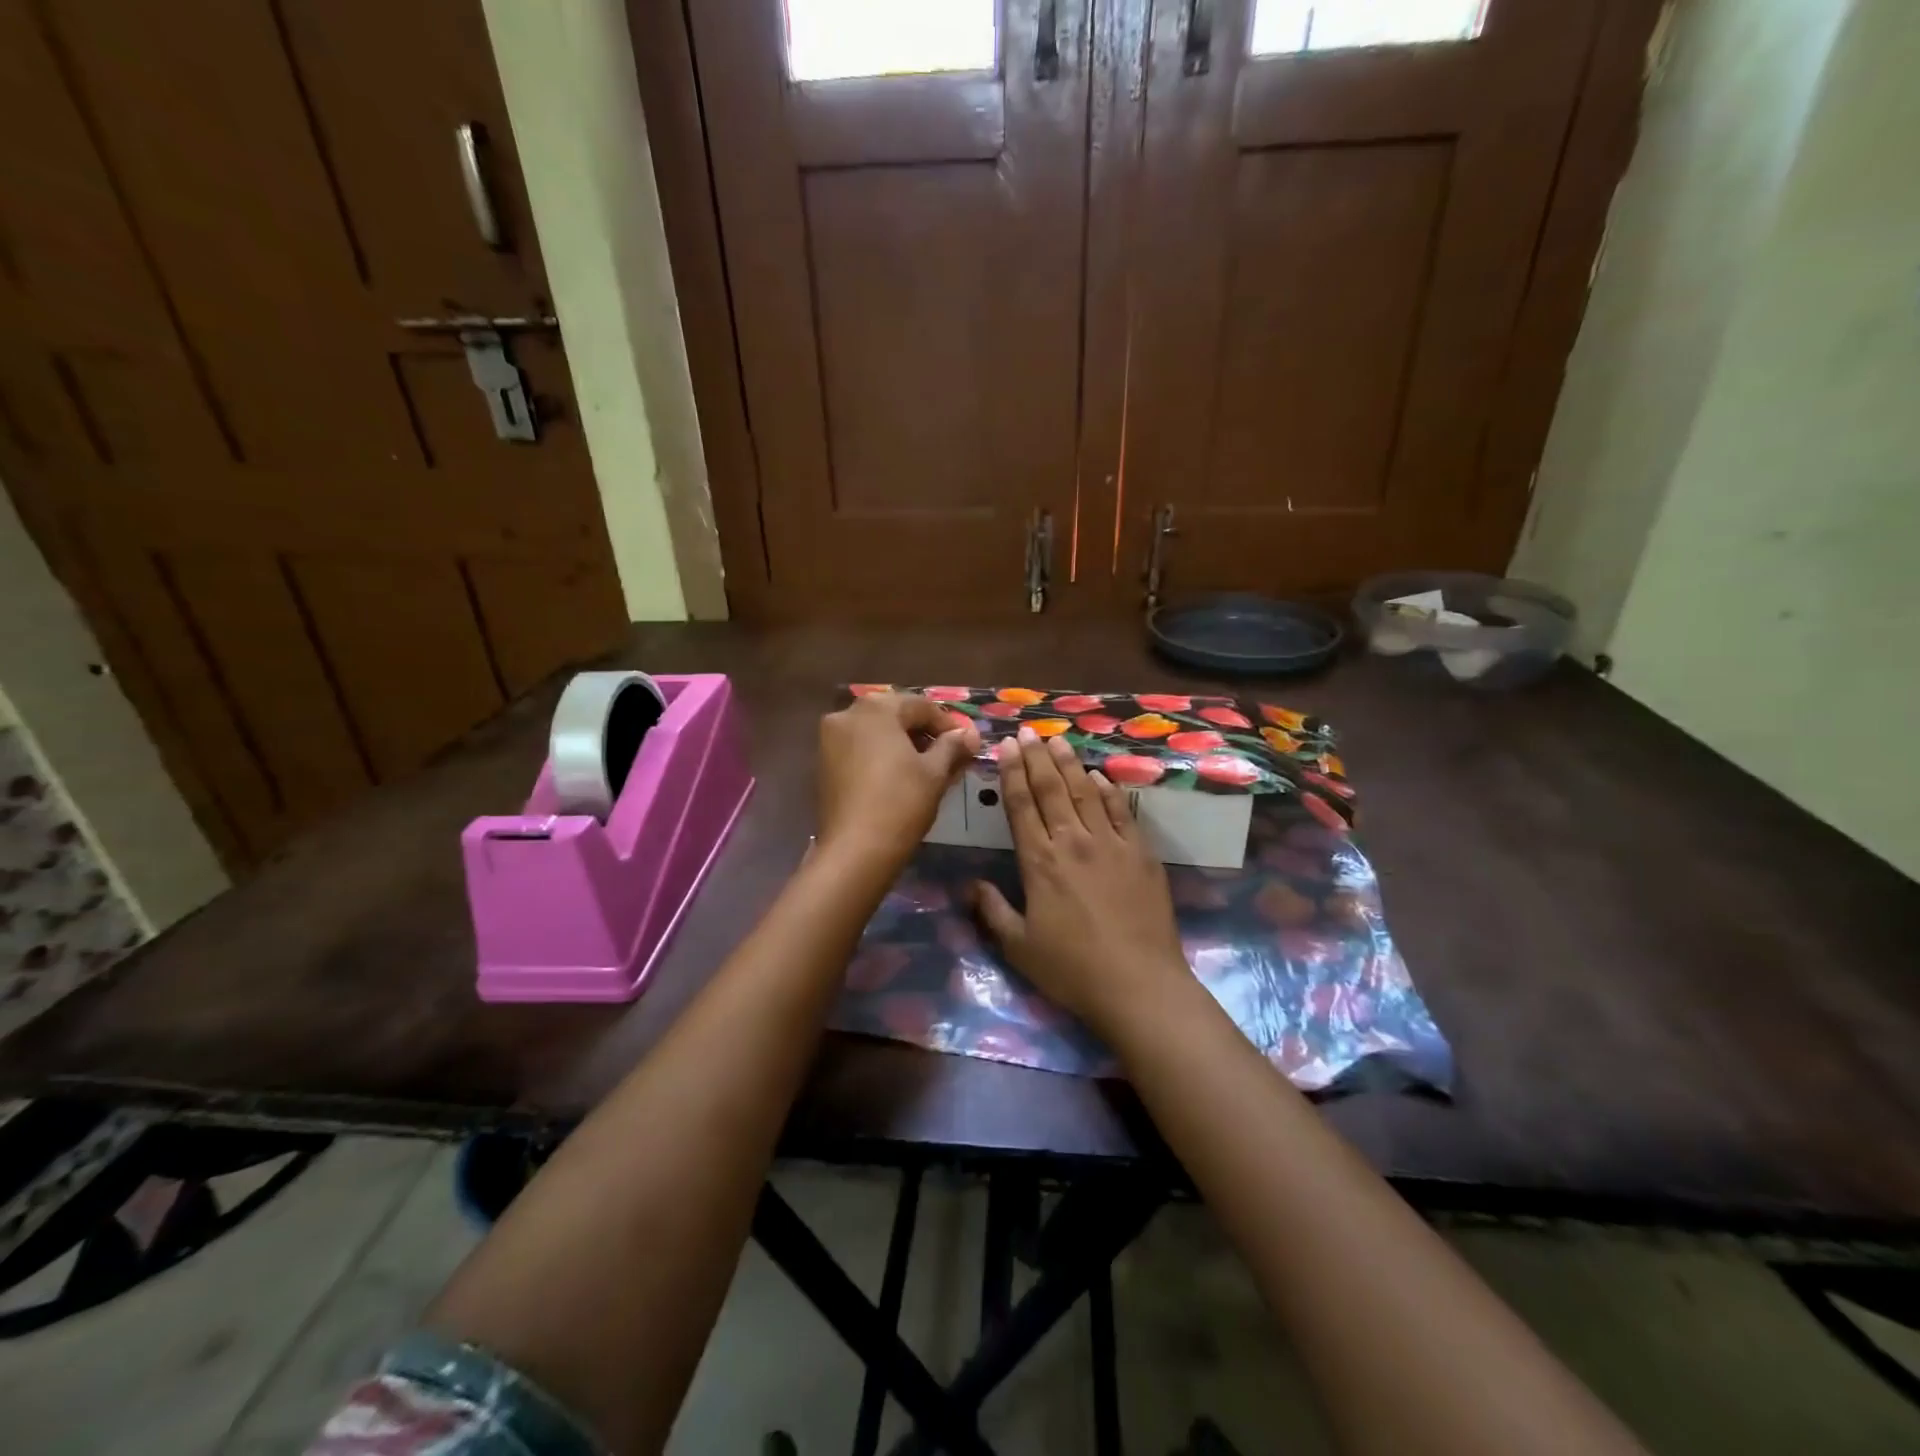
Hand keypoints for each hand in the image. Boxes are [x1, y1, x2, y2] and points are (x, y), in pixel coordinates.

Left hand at [817, 693, 979, 870]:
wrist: (855, 850)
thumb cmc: (901, 803)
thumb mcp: (934, 772)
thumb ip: (953, 746)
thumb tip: (969, 734)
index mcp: (876, 709)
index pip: (921, 706)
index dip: (948, 724)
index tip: (968, 743)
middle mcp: (847, 714)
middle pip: (895, 715)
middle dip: (923, 732)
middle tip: (949, 754)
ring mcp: (830, 739)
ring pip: (875, 732)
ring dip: (902, 743)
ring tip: (927, 767)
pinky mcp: (823, 764)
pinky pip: (859, 749)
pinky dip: (881, 755)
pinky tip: (899, 776)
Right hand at [973, 727, 1190, 1034]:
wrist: (1139, 984)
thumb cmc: (1072, 970)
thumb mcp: (1019, 947)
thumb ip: (993, 912)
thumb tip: (972, 884)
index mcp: (1039, 862)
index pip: (1021, 805)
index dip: (1012, 772)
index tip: (1006, 745)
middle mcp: (1073, 842)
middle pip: (1051, 790)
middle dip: (1037, 757)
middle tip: (1029, 731)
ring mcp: (1111, 844)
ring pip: (1086, 793)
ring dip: (1070, 764)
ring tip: (1059, 741)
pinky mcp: (1141, 854)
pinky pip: (1122, 812)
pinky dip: (1110, 791)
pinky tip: (1100, 777)